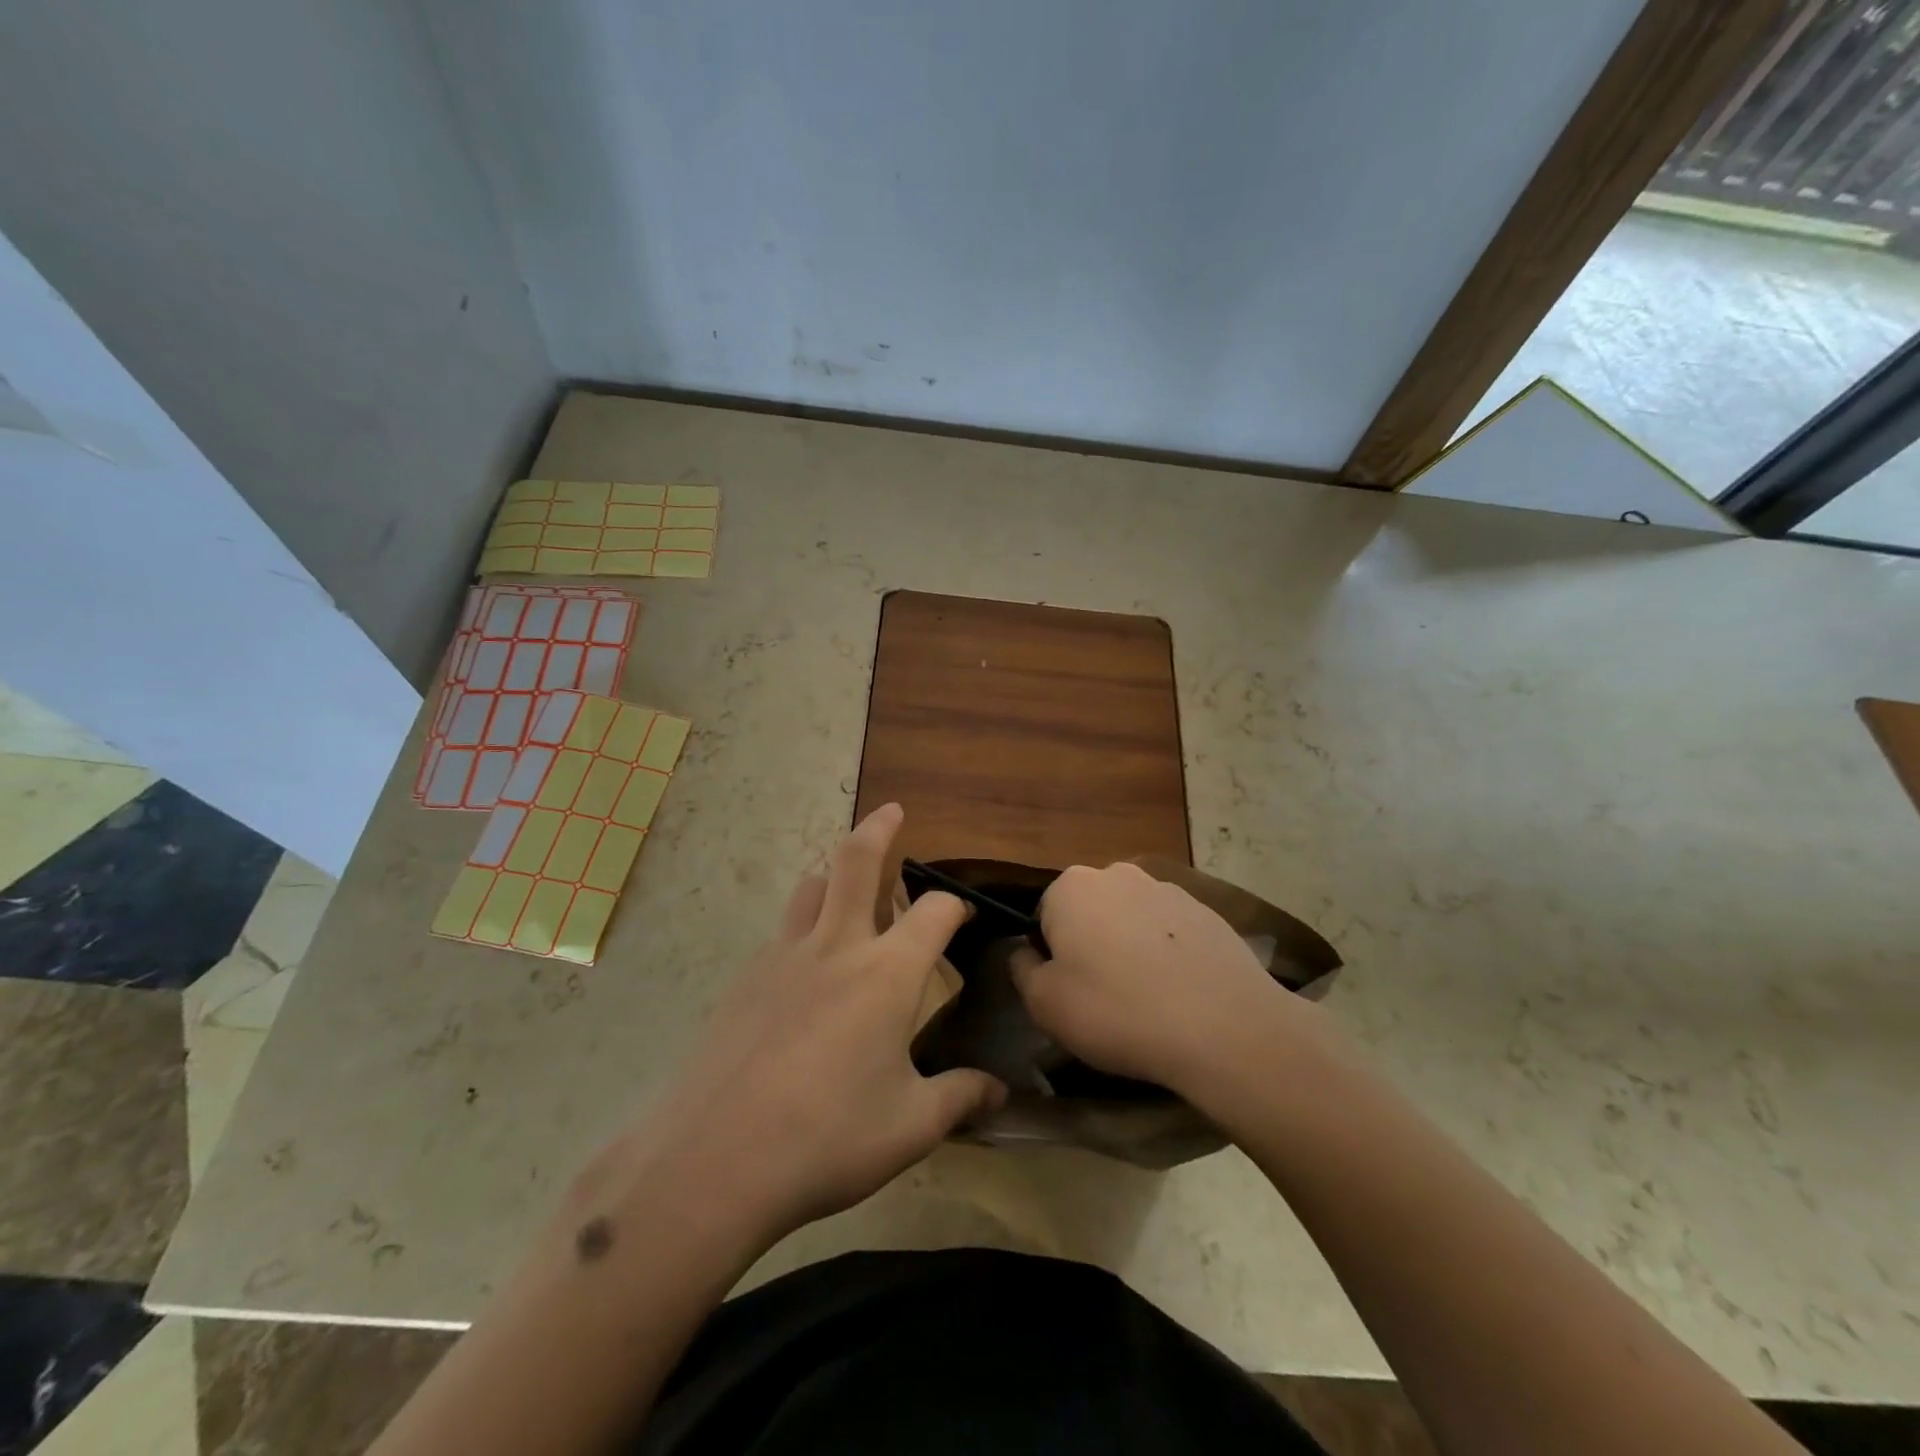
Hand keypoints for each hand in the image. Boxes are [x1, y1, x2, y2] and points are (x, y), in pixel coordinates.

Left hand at [596, 804, 1005, 1244]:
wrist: (714, 1160)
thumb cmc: (828, 1139)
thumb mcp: (910, 1127)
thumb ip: (960, 1098)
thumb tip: (1000, 1093)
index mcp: (887, 973)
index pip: (934, 912)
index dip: (956, 906)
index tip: (964, 916)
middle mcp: (837, 947)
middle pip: (856, 862)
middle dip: (879, 828)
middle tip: (892, 811)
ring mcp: (783, 957)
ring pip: (811, 888)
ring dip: (832, 873)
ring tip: (846, 885)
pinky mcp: (744, 978)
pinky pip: (782, 932)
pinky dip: (802, 927)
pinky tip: (804, 969)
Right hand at [1012, 862, 1311, 1096]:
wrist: (1222, 1027)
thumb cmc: (1116, 1011)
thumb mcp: (1044, 1004)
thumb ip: (1022, 969)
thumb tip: (1024, 952)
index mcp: (1071, 887)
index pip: (1044, 915)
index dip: (1050, 955)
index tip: (1066, 990)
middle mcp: (1118, 873)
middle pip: (1090, 911)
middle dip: (1090, 944)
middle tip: (1103, 996)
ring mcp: (1168, 889)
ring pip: (1132, 919)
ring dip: (1130, 947)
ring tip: (1146, 999)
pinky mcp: (1208, 911)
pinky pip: (1172, 932)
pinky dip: (1169, 954)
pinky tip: (1180, 994)